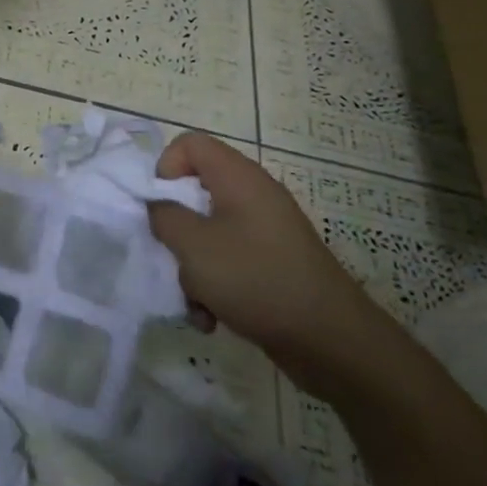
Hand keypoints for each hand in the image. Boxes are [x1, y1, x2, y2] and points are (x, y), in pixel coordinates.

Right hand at [149, 133, 390, 395]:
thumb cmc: (256, 279)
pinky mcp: (271, 264)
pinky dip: (214, 287)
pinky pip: (228, 262)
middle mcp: (253, 196)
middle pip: (195, 193)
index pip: (190, 144)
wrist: (330, 340)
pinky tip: (212, 319)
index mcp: (238, 178)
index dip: (164, 167)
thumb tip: (158, 206)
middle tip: (170, 255)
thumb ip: (164, 217)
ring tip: (195, 302)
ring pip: (208, 234)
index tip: (156, 205)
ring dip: (192, 268)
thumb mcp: (194, 246)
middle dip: (176, 230)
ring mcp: (265, 231)